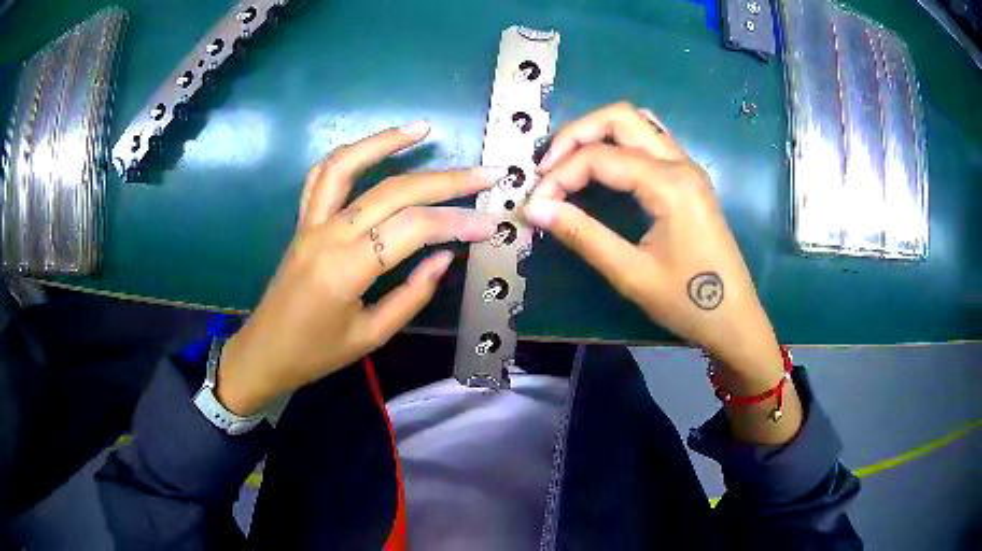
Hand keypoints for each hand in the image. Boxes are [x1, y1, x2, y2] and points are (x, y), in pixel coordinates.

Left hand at [216, 122, 502, 414]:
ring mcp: (311, 222)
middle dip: (446, 180)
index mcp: (347, 269)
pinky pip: (321, 176)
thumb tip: (446, 256)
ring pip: (348, 164)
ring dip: (386, 141)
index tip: (491, 224)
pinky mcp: (302, 220)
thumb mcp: (371, 336)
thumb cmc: (317, 353)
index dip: (457, 222)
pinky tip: (371, 146)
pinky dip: (348, 154)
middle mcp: (328, 234)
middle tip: (487, 173)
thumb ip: (412, 294)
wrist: (265, 352)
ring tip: (423, 128)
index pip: (413, 229)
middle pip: (393, 190)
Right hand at [524, 103, 782, 386]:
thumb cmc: (688, 302)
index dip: (559, 176)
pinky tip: (604, 167)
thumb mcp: (631, 274)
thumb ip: (583, 235)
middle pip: (620, 117)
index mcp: (669, 184)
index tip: (535, 205)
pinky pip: (650, 140)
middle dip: (576, 135)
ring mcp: (688, 167)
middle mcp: (680, 163)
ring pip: (637, 123)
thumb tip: (535, 209)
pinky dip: (619, 142)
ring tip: (569, 162)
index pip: (600, 157)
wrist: (734, 319)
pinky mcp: (689, 178)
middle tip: (547, 168)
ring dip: (598, 133)